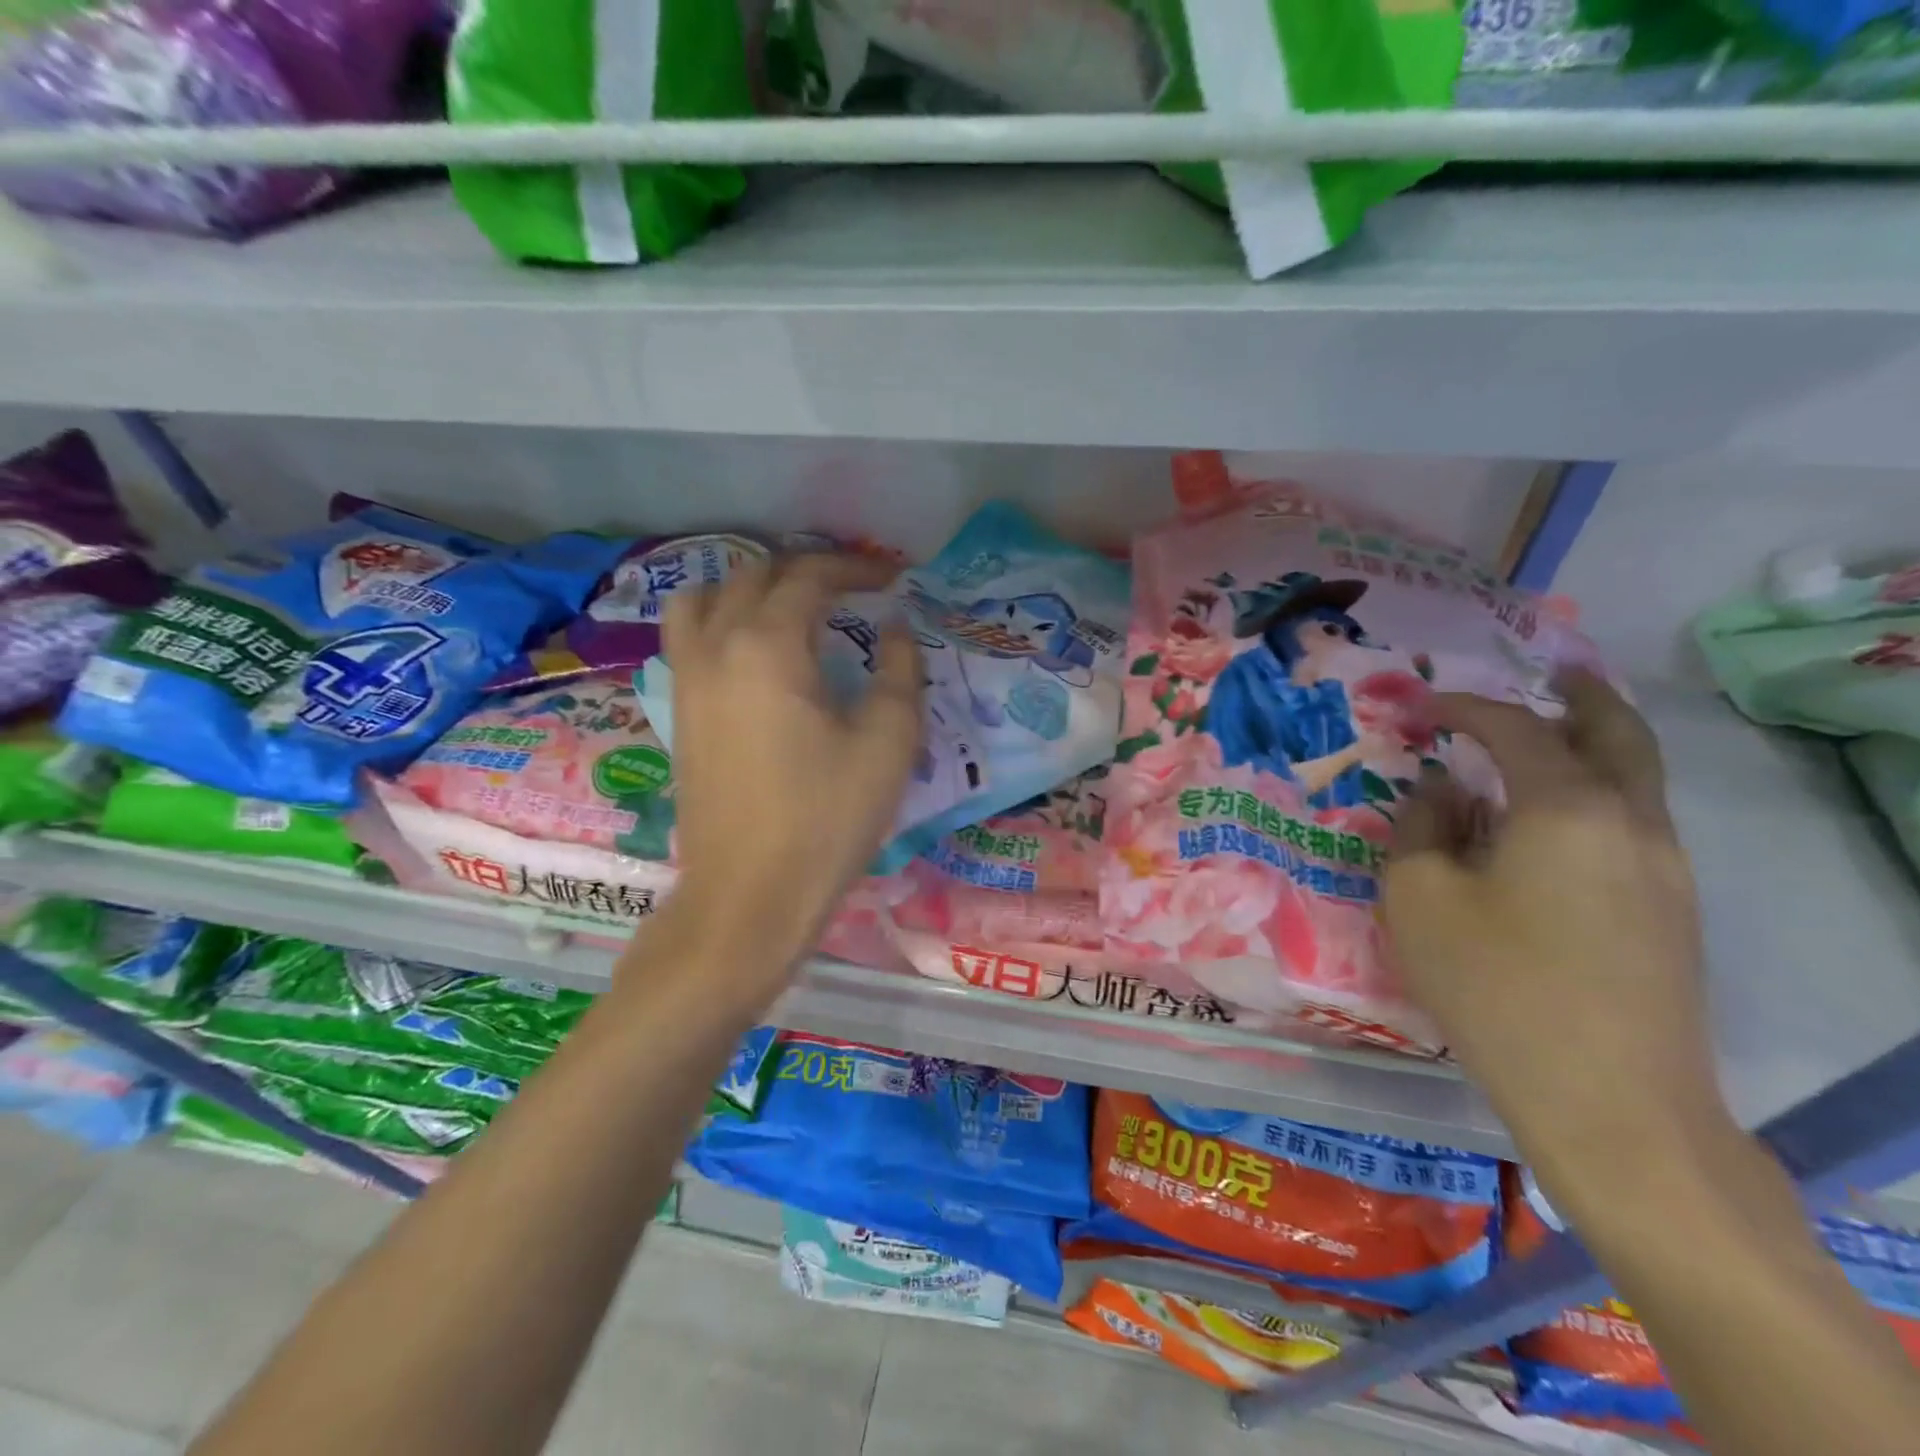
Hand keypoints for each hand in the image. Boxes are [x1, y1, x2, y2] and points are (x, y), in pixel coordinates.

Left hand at [660, 553, 922, 980]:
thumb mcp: (888, 743)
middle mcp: (716, 647)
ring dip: (748, 588)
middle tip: (850, 590)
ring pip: (702, 597)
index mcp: (768, 646)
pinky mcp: (678, 711)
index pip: (809, 577)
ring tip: (789, 608)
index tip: (891, 578)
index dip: (854, 568)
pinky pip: (687, 637)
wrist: (749, 894)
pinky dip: (719, 620)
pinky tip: (752, 651)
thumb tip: (894, 630)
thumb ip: (899, 671)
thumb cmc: (826, 818)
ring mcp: (687, 678)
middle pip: (753, 576)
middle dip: (806, 571)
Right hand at [1382, 670, 1717, 1202]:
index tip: (1425, 705)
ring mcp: (1663, 870)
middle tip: (1548, 673)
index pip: (1516, 729)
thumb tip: (1438, 793)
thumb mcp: (1420, 897)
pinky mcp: (1669, 913)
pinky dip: (1595, 794)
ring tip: (1542, 740)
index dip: (1467, 707)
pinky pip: (1631, 823)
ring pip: (1636, 780)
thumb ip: (1420, 828)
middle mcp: (1631, 823)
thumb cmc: (1496, 985)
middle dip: (1579, 698)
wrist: (1611, 1103)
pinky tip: (1547, 822)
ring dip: (1591, 746)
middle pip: (1618, 734)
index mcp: (1567, 808)